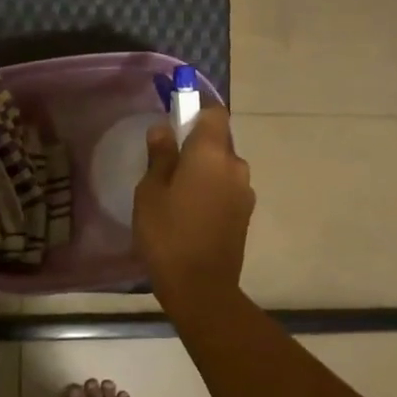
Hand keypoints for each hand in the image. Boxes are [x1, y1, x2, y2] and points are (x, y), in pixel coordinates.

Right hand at [132, 106, 254, 306]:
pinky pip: (227, 188)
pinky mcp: (246, 214)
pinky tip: (191, 212)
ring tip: (177, 193)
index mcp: (212, 153)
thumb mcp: (151, 192)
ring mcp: (245, 191)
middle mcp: (235, 166)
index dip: (196, 109)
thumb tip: (163, 129)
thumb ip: (160, 156)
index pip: (214, 112)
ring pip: (223, 167)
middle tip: (168, 162)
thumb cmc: (167, 234)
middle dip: (197, 144)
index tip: (176, 116)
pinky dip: (211, 190)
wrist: (201, 287)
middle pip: (219, 140)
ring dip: (205, 170)